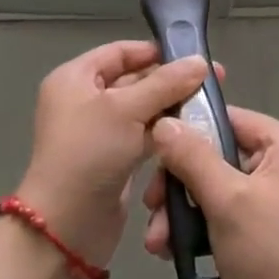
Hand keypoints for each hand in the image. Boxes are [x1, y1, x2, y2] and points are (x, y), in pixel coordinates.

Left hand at [17, 41, 214, 268]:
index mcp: (75, 78)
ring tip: (208, 108)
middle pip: (134, 80)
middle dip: (169, 82)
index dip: (155, 51)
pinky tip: (192, 134)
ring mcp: (98, 132)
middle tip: (212, 83)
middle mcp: (84, 100)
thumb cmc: (89, 154)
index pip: (120, 52)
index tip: (193, 57)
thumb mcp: (127, 110)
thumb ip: (166, 83)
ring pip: (142, 110)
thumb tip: (200, 62)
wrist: (66, 227)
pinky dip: (164, 134)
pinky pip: (143, 136)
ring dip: (171, 109)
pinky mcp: (112, 159)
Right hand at [143, 106, 278, 278]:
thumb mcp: (226, 201)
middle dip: (181, 186)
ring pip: (222, 188)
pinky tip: (177, 252)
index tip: (154, 160)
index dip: (189, 134)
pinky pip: (233, 212)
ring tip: (158, 244)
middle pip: (221, 156)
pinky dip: (206, 227)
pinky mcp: (277, 226)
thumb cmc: (271, 255)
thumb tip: (164, 124)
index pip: (230, 120)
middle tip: (151, 211)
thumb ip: (192, 157)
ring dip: (186, 212)